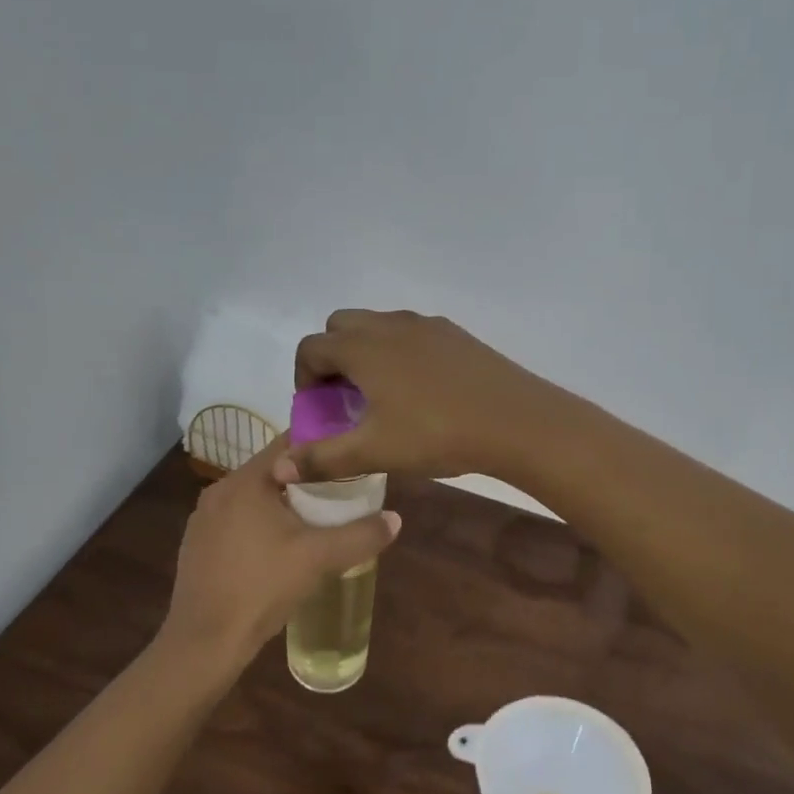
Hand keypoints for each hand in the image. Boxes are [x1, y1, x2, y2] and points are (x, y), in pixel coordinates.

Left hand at [158, 436, 401, 678]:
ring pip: (253, 498)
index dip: (321, 445)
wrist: (206, 641)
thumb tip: (395, 519)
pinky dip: (260, 525)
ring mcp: (203, 520)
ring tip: (315, 520)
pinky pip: (236, 521)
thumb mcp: (320, 558)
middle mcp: (219, 491)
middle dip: (306, 478)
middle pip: (272, 471)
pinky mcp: (197, 546)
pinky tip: (279, 550)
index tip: (348, 455)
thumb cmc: (262, 587)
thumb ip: (361, 535)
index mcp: (245, 481)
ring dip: (283, 503)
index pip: (288, 444)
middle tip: (341, 491)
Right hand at [284, 310, 551, 481]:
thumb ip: (323, 459)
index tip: (318, 411)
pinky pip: (411, 333)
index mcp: (362, 347)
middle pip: (341, 327)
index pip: (311, 348)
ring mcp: (426, 325)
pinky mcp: (455, 333)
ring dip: (366, 353)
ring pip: (378, 326)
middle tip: (345, 400)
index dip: (304, 379)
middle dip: (332, 358)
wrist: (516, 420)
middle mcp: (389, 325)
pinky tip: (420, 391)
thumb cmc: (436, 434)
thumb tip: (278, 468)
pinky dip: (399, 353)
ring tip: (381, 397)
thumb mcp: (375, 451)